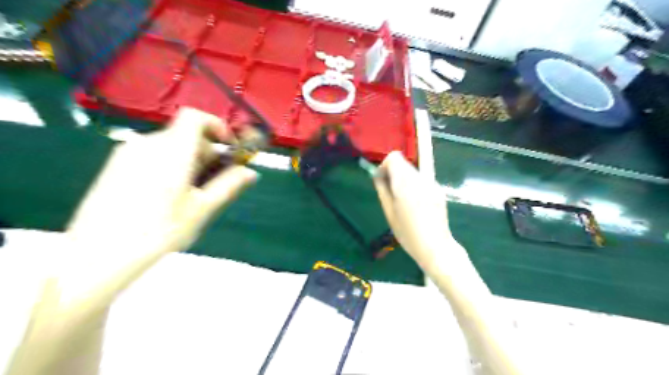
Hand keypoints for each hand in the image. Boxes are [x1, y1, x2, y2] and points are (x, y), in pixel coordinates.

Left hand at [67, 107, 257, 253]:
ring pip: (169, 146)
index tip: (228, 148)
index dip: (216, 125)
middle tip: (212, 180)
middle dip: (206, 151)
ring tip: (190, 192)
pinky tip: (166, 195)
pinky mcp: (115, 166)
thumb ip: (228, 185)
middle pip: (185, 134)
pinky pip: (152, 155)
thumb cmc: (159, 231)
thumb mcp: (202, 208)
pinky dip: (169, 164)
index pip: (195, 117)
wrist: (99, 256)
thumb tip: (251, 172)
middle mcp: (147, 144)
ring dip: (188, 160)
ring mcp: (127, 154)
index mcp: (172, 151)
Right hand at [374, 150, 452, 267]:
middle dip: (394, 173)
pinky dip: (414, 185)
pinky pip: (422, 180)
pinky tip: (416, 204)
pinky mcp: (438, 189)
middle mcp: (420, 178)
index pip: (394, 157)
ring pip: (412, 171)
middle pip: (404, 163)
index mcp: (405, 183)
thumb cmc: (407, 233)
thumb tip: (378, 175)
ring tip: (403, 201)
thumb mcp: (389, 212)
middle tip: (390, 193)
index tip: (382, 181)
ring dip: (404, 179)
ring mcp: (431, 183)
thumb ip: (382, 189)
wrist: (435, 246)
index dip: (385, 166)